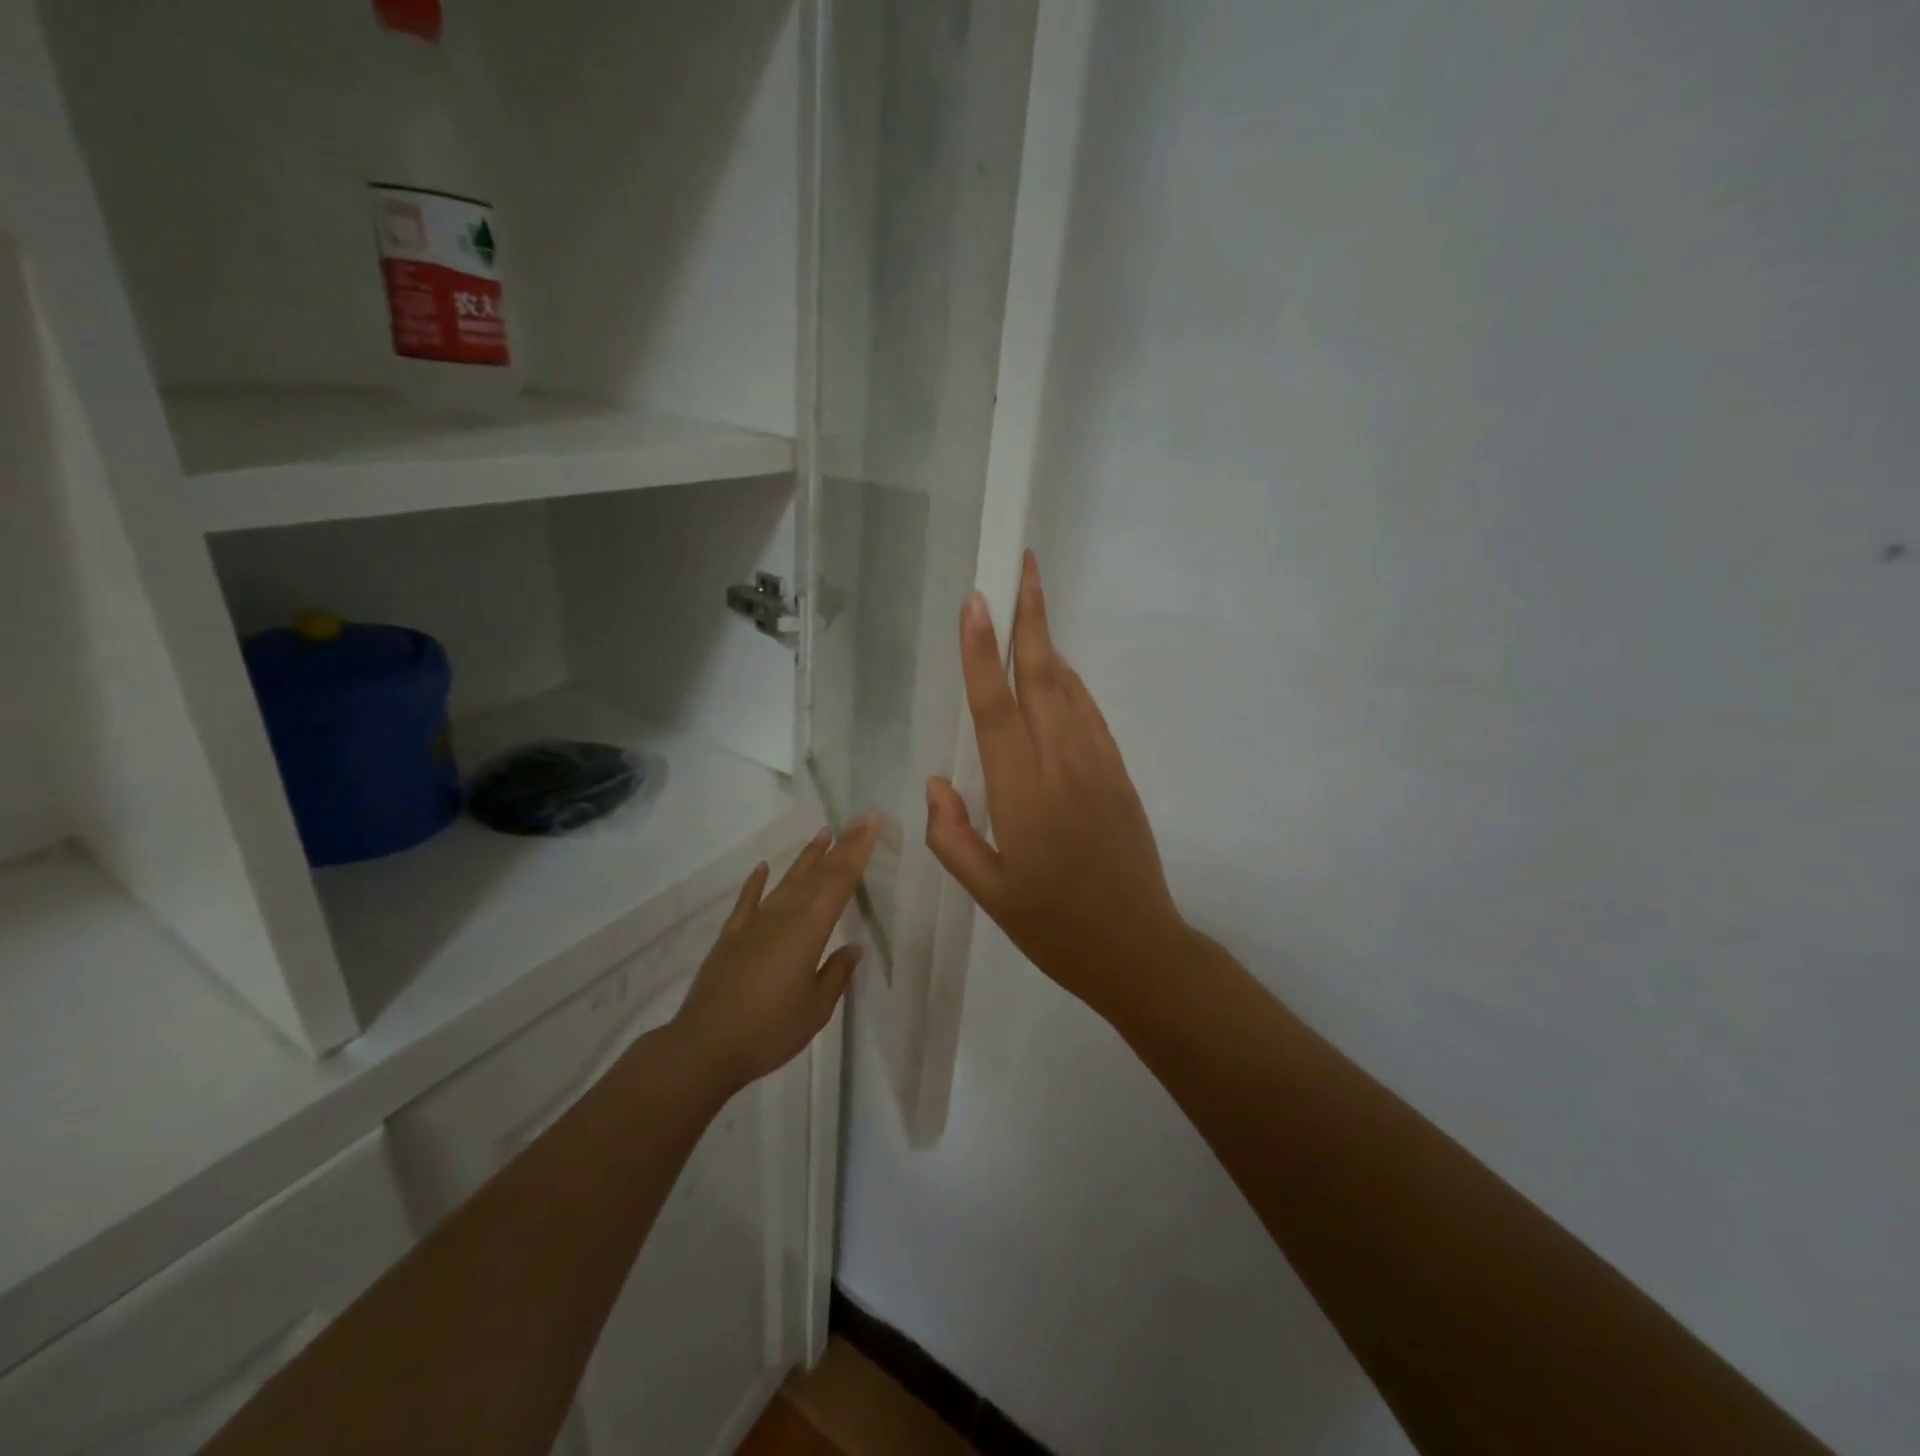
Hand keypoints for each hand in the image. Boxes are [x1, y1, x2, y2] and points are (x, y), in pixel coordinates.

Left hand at [673, 817, 877, 1091]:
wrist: (705, 1046)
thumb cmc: (769, 1030)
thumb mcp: (816, 1009)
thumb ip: (835, 974)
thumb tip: (852, 948)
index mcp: (809, 931)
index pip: (839, 883)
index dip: (857, 852)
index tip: (870, 824)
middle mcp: (783, 917)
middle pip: (816, 875)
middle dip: (840, 847)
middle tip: (858, 820)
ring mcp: (753, 925)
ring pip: (786, 882)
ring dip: (806, 858)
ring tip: (822, 834)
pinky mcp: (731, 937)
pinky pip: (747, 902)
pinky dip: (756, 883)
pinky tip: (763, 868)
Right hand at [925, 552, 1190, 1015]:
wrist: (1139, 950)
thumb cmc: (1054, 928)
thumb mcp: (988, 893)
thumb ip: (952, 836)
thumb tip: (939, 782)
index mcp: (1022, 794)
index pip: (996, 708)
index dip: (984, 652)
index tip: (978, 601)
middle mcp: (1062, 766)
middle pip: (1042, 677)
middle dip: (1031, 618)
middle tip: (1023, 564)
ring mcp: (1098, 766)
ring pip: (1070, 689)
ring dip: (1051, 642)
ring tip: (1034, 601)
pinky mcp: (1120, 776)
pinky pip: (1091, 716)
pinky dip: (1073, 683)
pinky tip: (1060, 670)